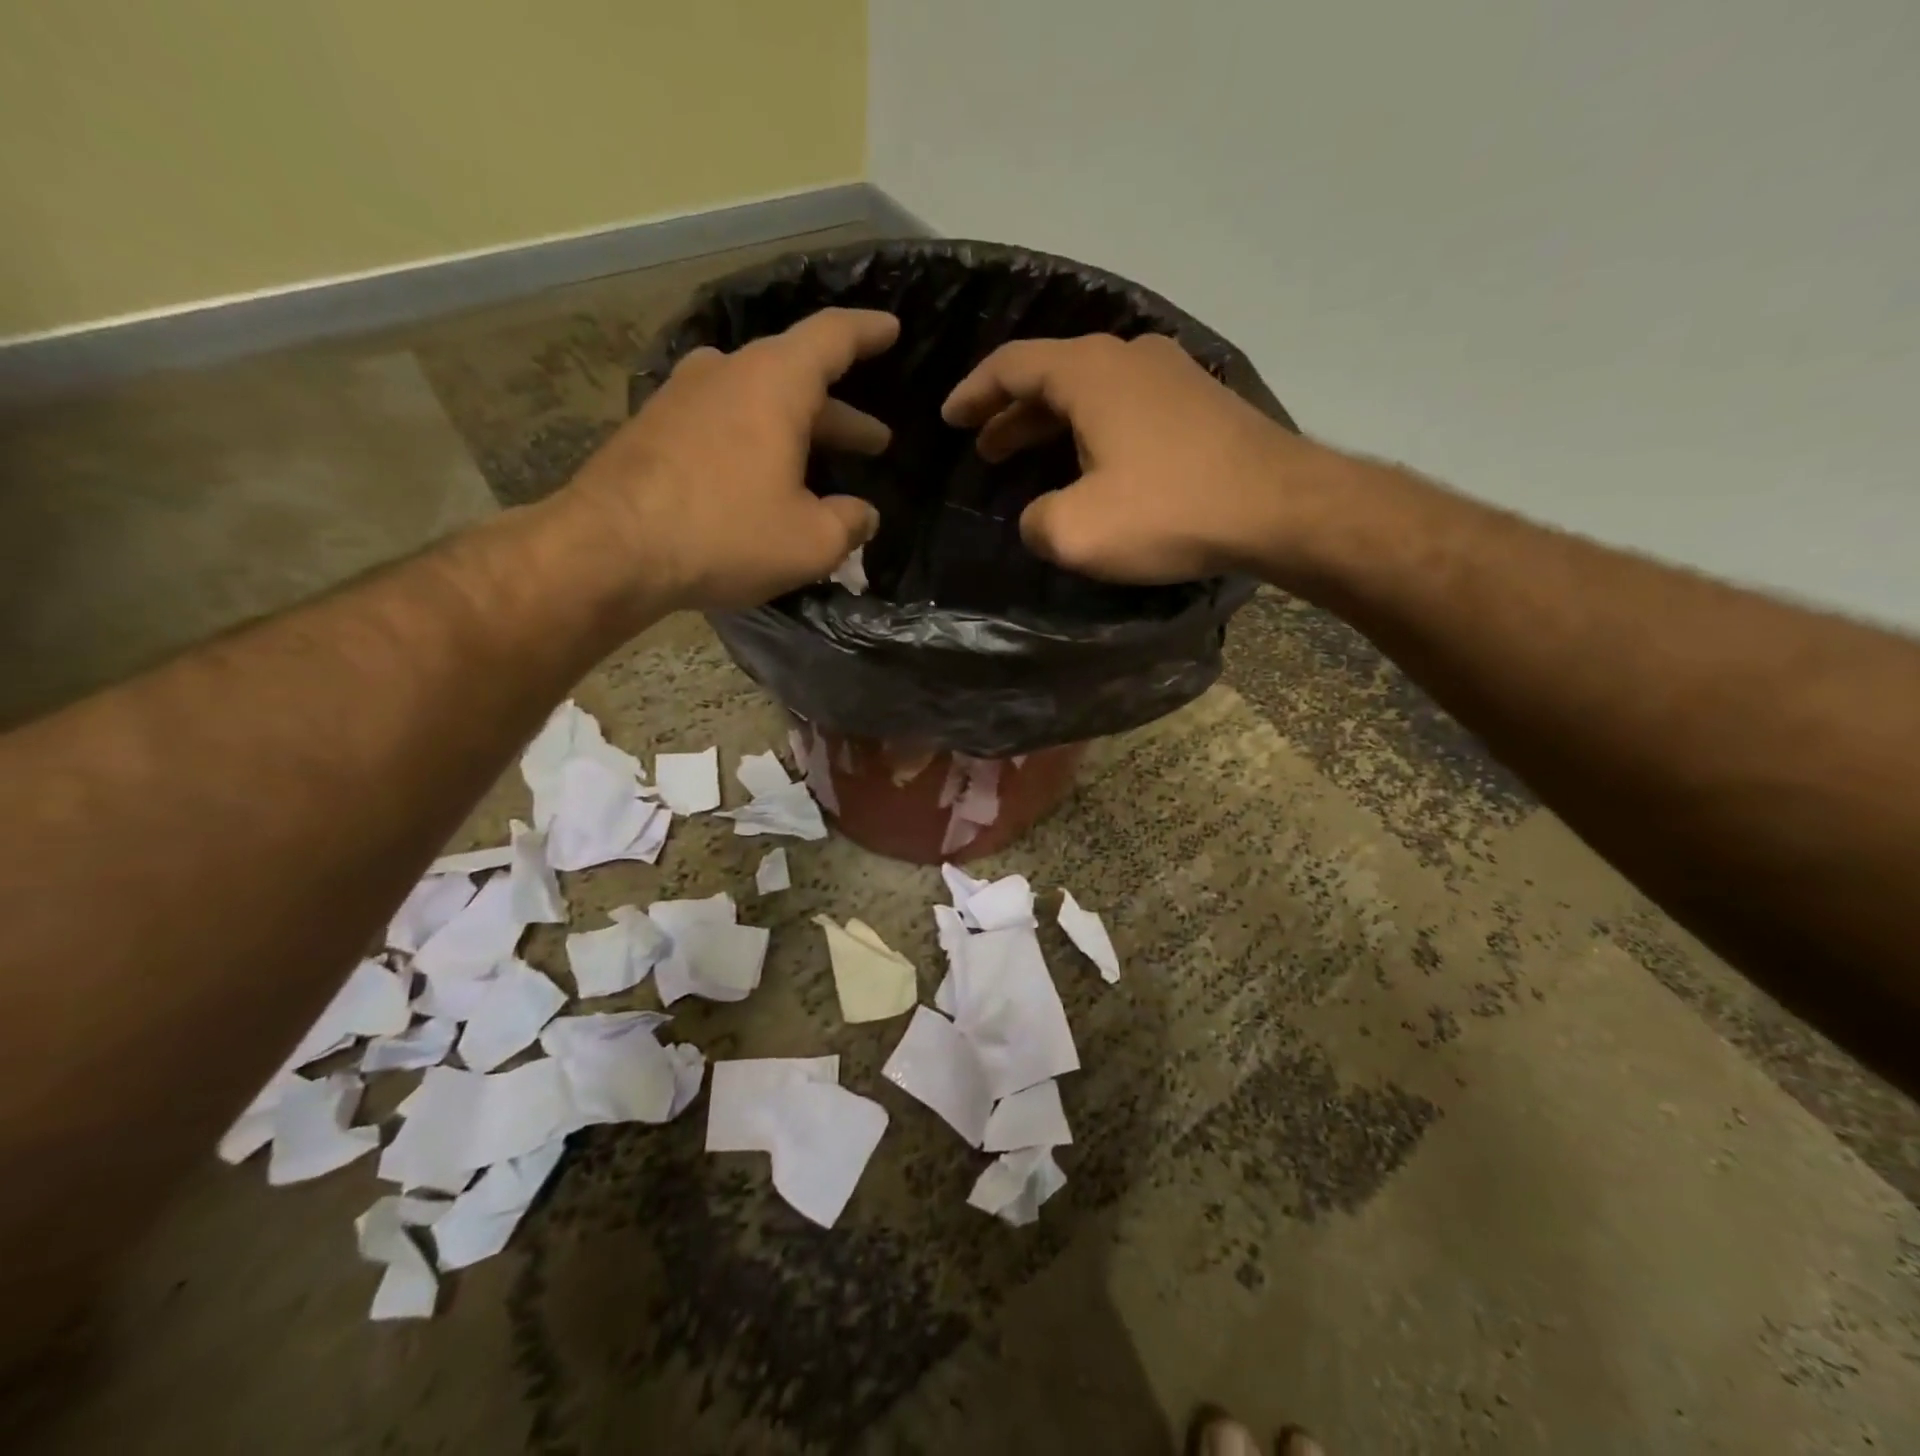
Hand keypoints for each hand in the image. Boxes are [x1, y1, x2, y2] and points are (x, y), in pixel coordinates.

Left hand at [562, 308, 898, 611]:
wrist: (610, 549)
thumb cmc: (726, 534)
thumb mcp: (812, 542)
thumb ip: (850, 523)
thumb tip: (862, 515)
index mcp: (775, 382)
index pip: (833, 337)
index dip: (868, 332)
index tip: (891, 330)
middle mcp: (727, 373)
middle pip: (797, 378)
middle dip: (841, 414)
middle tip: (873, 442)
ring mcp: (683, 397)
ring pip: (757, 402)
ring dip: (796, 430)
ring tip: (819, 463)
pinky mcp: (654, 427)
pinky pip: (722, 424)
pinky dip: (754, 443)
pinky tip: (761, 479)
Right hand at [942, 333, 1337, 584]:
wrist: (1280, 508)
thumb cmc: (1169, 510)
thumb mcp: (1077, 532)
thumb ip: (1037, 522)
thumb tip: (1040, 517)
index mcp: (1090, 373)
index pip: (1013, 366)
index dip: (974, 393)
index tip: (950, 418)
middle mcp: (1130, 357)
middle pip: (1052, 376)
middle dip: (1012, 413)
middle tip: (986, 448)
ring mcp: (1171, 376)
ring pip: (1091, 393)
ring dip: (1053, 424)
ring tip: (1028, 457)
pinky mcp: (1199, 405)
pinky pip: (1126, 408)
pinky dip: (1092, 431)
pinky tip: (1091, 465)